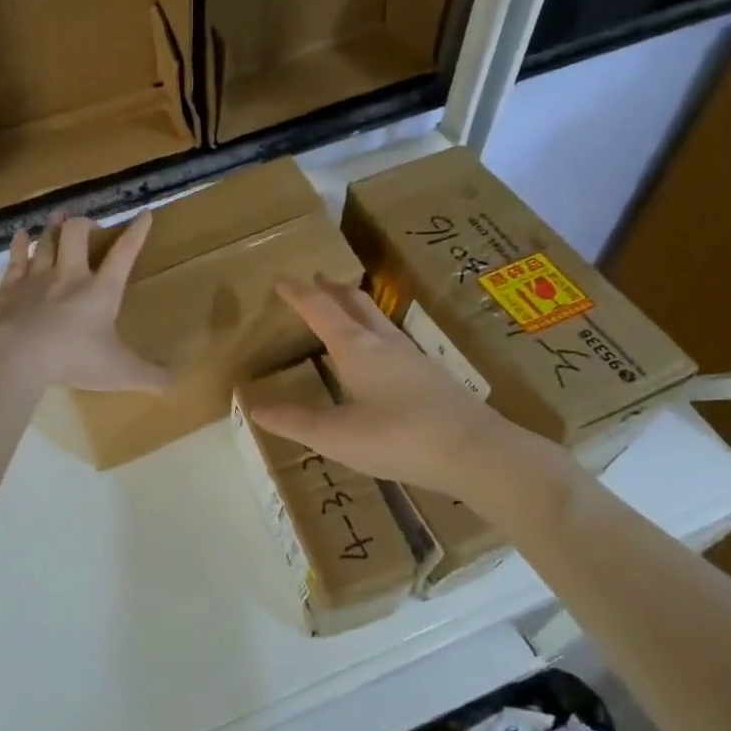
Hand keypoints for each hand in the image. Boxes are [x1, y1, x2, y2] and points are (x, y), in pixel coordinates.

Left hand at [0, 212, 168, 393]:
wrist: (16, 357)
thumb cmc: (74, 360)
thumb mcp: (120, 372)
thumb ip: (150, 376)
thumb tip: (178, 383)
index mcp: (101, 290)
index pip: (124, 253)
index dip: (136, 232)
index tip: (144, 214)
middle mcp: (70, 275)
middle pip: (77, 234)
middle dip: (85, 224)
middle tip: (90, 227)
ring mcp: (37, 278)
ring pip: (46, 240)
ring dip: (53, 226)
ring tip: (58, 216)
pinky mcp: (10, 288)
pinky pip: (16, 258)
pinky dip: (19, 244)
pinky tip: (20, 235)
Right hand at [249, 277, 531, 497]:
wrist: (475, 451)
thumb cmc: (398, 438)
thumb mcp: (336, 436)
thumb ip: (295, 421)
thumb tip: (256, 408)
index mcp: (356, 348)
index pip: (320, 310)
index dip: (299, 294)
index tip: (282, 279)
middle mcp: (384, 343)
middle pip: (355, 303)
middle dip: (332, 290)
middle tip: (316, 280)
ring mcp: (413, 357)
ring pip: (378, 319)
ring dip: (356, 308)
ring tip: (343, 310)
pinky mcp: (432, 376)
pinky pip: (394, 340)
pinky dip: (374, 332)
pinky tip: (379, 355)